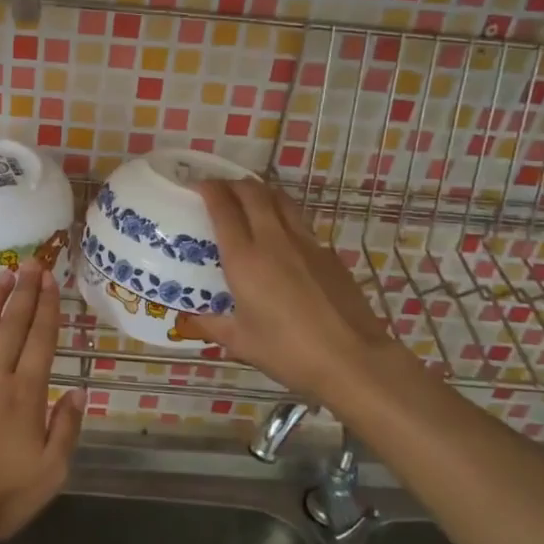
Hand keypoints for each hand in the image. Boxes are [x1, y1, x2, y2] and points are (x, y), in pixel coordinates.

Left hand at [0, 268, 85, 543]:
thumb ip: (66, 429)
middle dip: (25, 292)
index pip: (41, 340)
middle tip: (32, 263)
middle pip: (13, 325)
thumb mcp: (49, 474)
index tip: (51, 280)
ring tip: (4, 274)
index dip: (47, 308)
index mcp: (25, 394)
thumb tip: (78, 390)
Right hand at [188, 179, 398, 407]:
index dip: (209, 189)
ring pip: (281, 200)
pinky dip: (284, 217)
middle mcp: (274, 240)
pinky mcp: (328, 253)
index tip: (198, 186)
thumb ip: (212, 325)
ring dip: (262, 193)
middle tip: (221, 191)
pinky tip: (282, 239)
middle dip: (234, 184)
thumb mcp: (241, 343)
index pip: (224, 208)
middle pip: (253, 192)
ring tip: (251, 202)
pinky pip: (300, 223)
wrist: (353, 359)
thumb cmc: (289, 352)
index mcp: (245, 259)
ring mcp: (306, 243)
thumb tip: (189, 319)